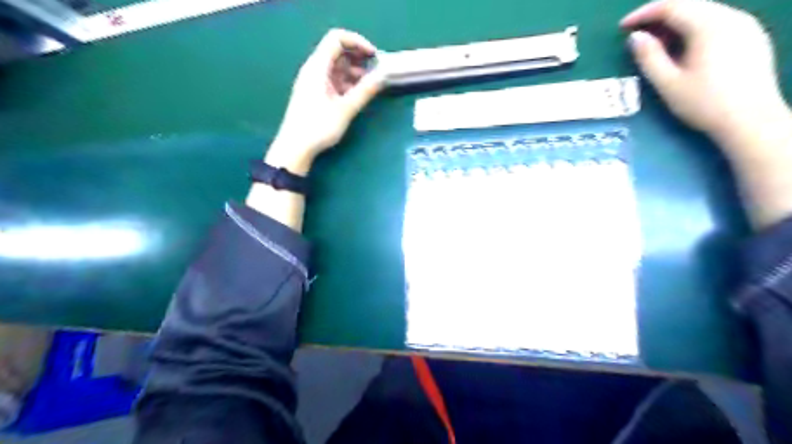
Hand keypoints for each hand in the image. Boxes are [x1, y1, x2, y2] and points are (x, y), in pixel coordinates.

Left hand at [266, 27, 386, 175]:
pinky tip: (357, 94)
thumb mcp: (345, 109)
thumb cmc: (318, 127)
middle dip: (358, 57)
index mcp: (317, 67)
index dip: (357, 42)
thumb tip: (383, 76)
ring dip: (354, 71)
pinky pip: (332, 80)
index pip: (337, 38)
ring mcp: (313, 82)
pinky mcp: (314, 94)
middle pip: (337, 51)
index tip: (374, 56)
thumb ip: (365, 91)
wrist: (295, 148)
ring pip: (336, 67)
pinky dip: (346, 82)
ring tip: (369, 85)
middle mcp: (313, 69)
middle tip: (375, 71)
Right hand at [621, 0, 787, 150]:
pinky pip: (718, 20)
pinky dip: (695, 26)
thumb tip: (635, 37)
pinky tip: (684, 45)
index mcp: (709, 26)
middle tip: (637, 32)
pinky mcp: (752, 36)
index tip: (622, 27)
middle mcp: (731, 16)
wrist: (750, 119)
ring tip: (657, 41)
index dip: (643, 13)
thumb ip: (649, 57)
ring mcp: (746, 25)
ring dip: (677, 20)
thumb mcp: (668, 83)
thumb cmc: (703, 103)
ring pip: (705, 11)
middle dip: (659, 15)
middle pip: (690, 3)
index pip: (672, 6)